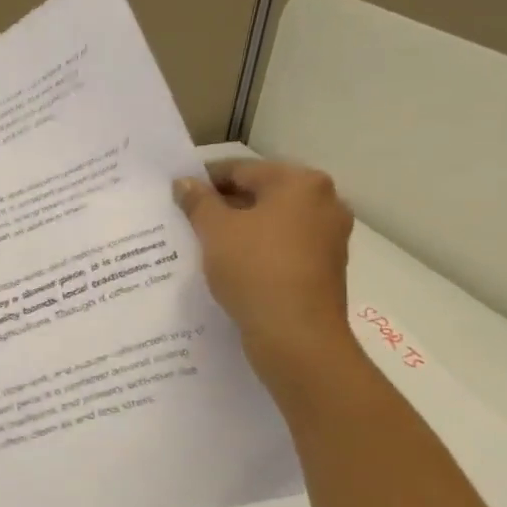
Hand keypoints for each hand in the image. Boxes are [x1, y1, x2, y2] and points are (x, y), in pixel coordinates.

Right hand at [174, 159, 354, 368]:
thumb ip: (198, 201)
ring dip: (239, 231)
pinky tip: (230, 268)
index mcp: (300, 183)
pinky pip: (282, 249)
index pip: (241, 170)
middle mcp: (324, 203)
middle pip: (260, 195)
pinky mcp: (325, 268)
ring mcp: (329, 237)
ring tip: (203, 247)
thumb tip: (185, 183)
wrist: (296, 336)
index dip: (204, 181)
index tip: (177, 197)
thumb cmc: (255, 270)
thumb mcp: (215, 230)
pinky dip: (257, 252)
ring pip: (271, 224)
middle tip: (187, 222)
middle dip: (223, 207)